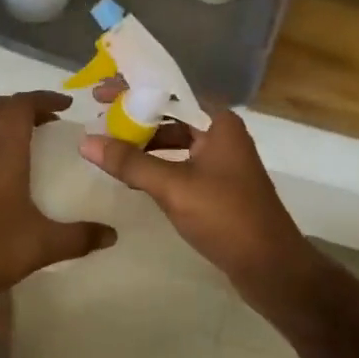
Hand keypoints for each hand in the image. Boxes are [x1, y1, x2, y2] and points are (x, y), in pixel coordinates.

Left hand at [0, 91, 116, 308]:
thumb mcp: (42, 246)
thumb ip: (79, 238)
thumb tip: (112, 235)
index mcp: (2, 153)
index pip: (20, 105)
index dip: (43, 98)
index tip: (67, 105)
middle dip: (25, 106)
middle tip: (50, 121)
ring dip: (5, 123)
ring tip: (29, 142)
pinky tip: (2, 173)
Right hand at [79, 80, 308, 292]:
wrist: (272, 268)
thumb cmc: (226, 217)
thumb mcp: (173, 187)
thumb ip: (130, 162)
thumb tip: (86, 141)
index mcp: (218, 122)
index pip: (169, 92)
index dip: (133, 89)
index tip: (100, 93)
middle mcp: (221, 134)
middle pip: (170, 114)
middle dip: (134, 116)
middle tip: (98, 117)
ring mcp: (221, 161)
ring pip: (174, 140)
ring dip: (143, 142)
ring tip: (109, 146)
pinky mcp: (218, 185)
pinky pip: (180, 162)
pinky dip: (156, 163)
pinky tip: (133, 175)